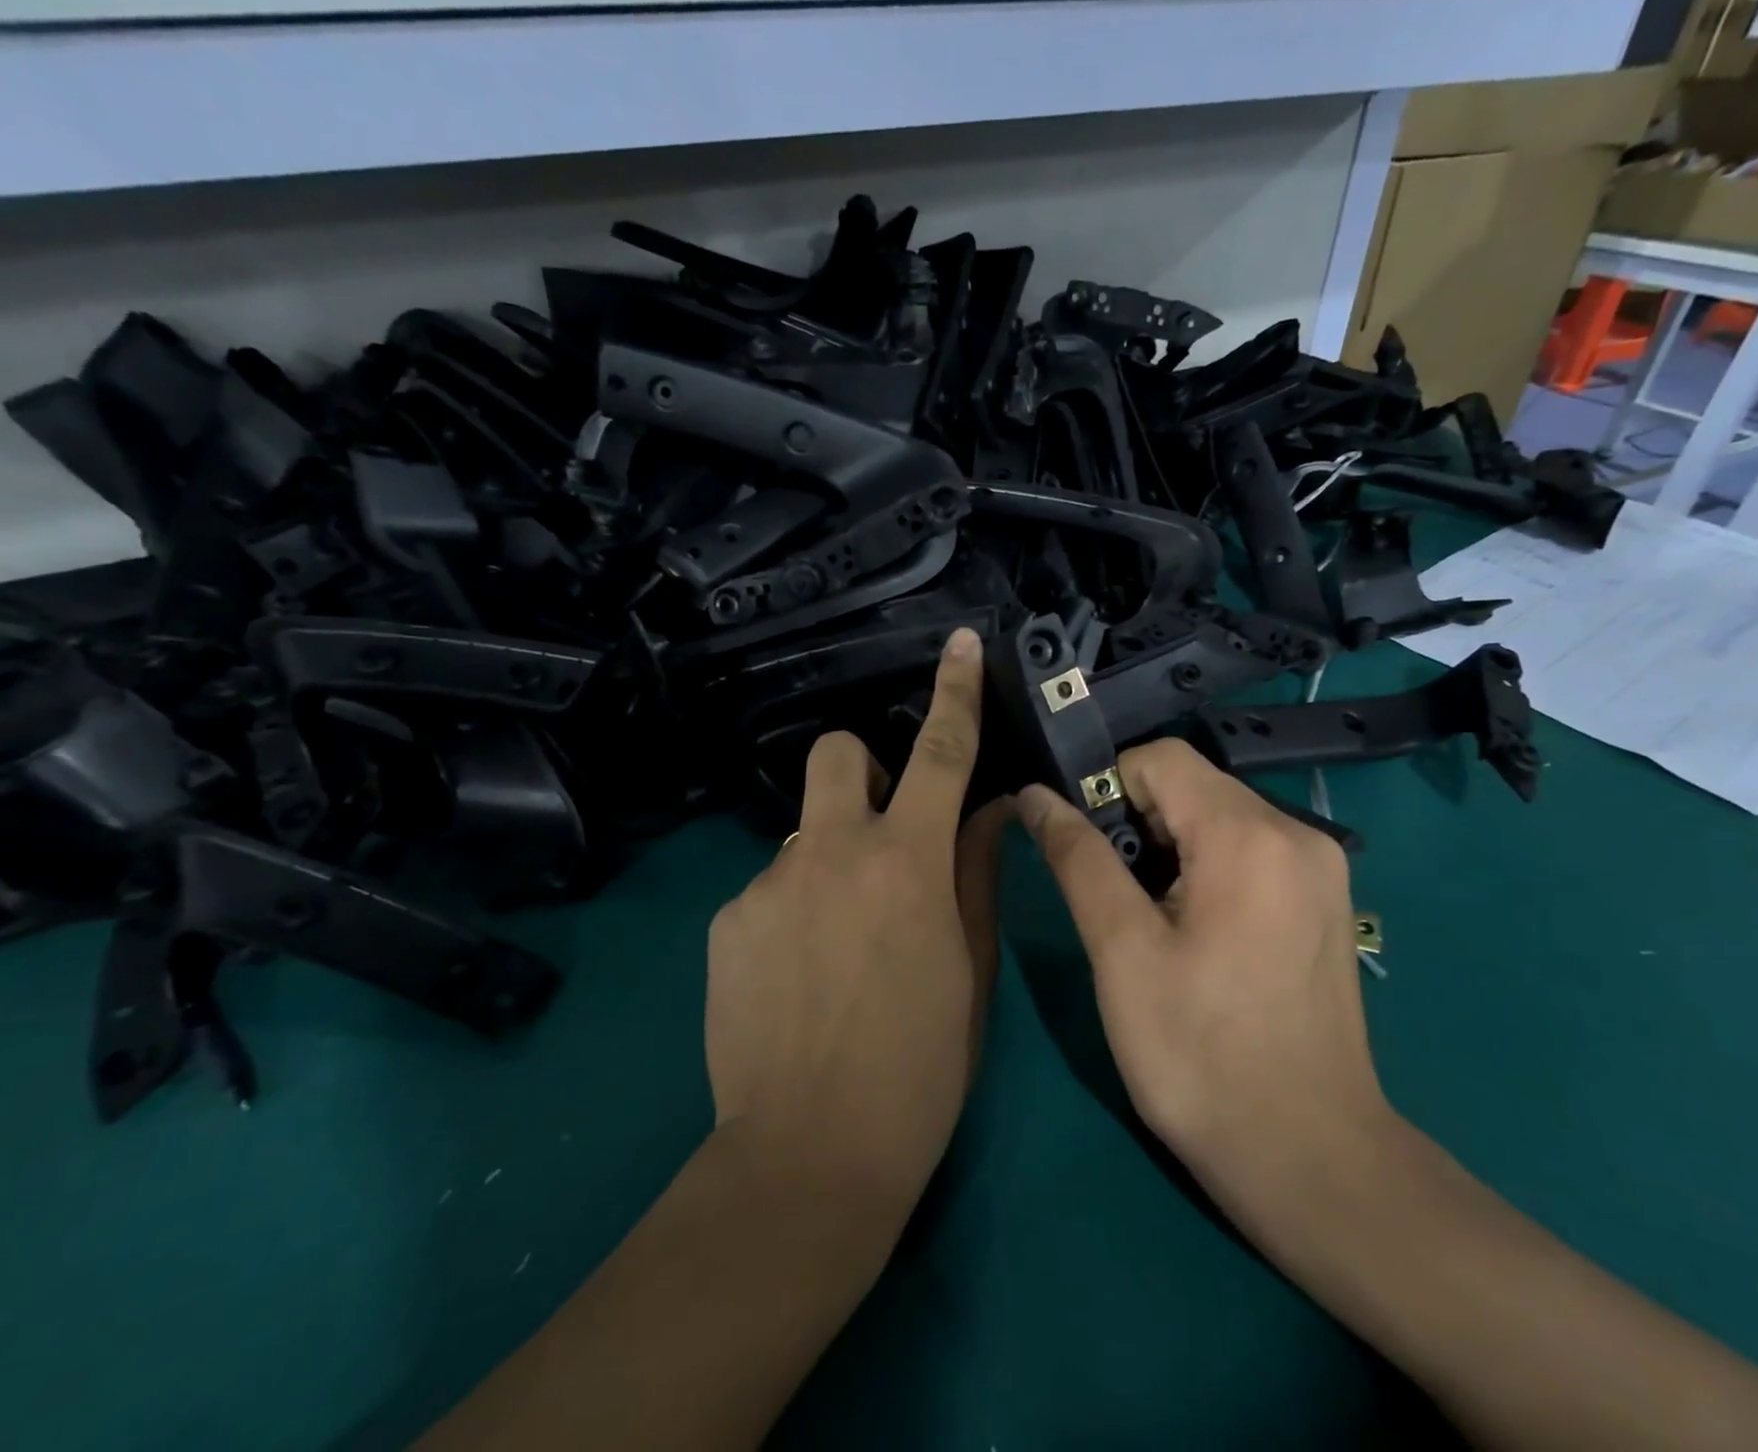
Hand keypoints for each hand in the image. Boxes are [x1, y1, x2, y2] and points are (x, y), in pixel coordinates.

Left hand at [705, 627, 1006, 1206]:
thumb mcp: (970, 969)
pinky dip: (792, 907)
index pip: (942, 754)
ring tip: (838, 938)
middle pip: (838, 753)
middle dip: (865, 770)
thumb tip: (989, 810)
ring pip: (804, 830)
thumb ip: (977, 874)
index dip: (956, 693)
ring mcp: (770, 881)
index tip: (961, 644)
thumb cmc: (920, 1067)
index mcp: (908, 863)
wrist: (809, 1156)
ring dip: (829, 856)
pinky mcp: (726, 919)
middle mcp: (833, 851)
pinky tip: (797, 975)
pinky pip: (771, 885)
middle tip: (883, 831)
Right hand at [1016, 738, 1391, 1193]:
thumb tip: (1034, 796)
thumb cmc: (1199, 1056)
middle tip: (1112, 897)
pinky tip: (1193, 931)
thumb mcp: (1121, 951)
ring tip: (1148, 920)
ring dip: (1167, 847)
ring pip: (1217, 816)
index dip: (1106, 788)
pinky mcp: (1325, 900)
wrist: (1310, 1159)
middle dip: (1136, 822)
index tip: (1085, 849)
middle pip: (1191, 785)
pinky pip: (1248, 849)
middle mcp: (1297, 832)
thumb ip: (1077, 858)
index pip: (1159, 758)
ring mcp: (1320, 867)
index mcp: (1248, 835)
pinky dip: (1204, 867)